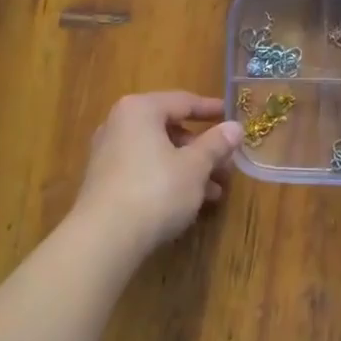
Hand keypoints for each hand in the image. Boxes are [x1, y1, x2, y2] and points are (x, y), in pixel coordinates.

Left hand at [71, 92, 243, 254]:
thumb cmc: (156, 190)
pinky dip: (169, 179)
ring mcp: (108, 154)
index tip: (233, 117)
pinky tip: (190, 202)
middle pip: (170, 129)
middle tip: (227, 164)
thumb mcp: (195, 166)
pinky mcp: (105, 182)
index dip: (211, 110)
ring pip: (159, 153)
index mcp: (140, 110)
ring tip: (216, 191)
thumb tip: (235, 127)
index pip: (183, 101)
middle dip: (202, 148)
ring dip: (189, 168)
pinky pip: (145, 170)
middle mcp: (119, 125)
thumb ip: (216, 144)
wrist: (105, 238)